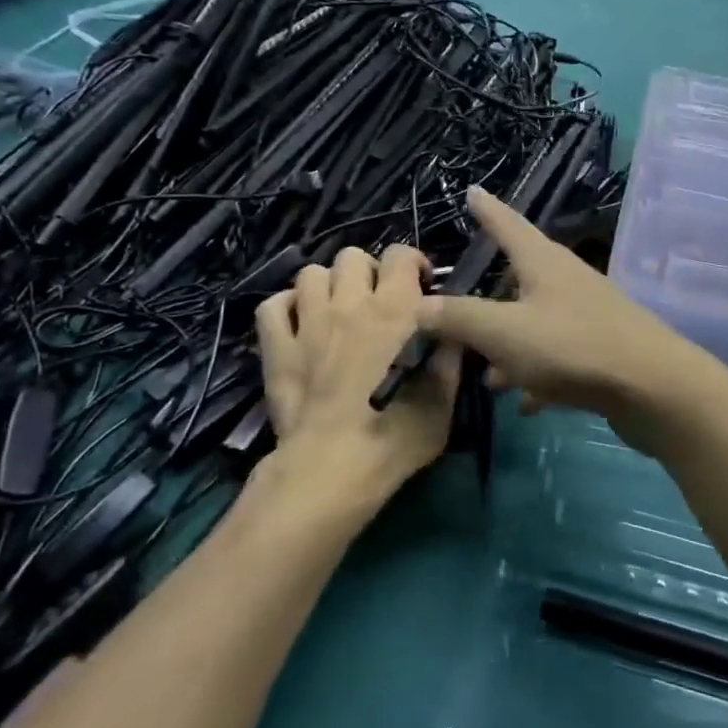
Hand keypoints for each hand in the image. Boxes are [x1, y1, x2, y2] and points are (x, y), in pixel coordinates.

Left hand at [254, 245, 458, 513]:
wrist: (328, 471)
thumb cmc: (391, 441)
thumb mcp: (440, 407)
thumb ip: (449, 364)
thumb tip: (454, 336)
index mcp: (393, 312)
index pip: (400, 256)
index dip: (412, 265)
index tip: (420, 290)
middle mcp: (348, 304)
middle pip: (353, 257)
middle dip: (368, 272)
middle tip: (377, 303)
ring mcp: (307, 323)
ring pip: (311, 273)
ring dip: (327, 286)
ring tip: (337, 311)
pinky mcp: (276, 347)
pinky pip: (273, 305)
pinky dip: (287, 307)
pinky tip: (299, 325)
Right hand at [417, 188, 718, 453]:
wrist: (654, 389)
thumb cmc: (573, 347)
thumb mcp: (504, 332)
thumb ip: (460, 318)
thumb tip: (420, 305)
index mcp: (543, 263)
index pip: (507, 224)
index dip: (486, 209)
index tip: (472, 190)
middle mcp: (567, 281)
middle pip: (520, 277)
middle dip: (489, 297)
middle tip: (461, 310)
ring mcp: (588, 315)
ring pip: (536, 322)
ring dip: (510, 345)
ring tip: (487, 376)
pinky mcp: (603, 350)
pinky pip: (558, 356)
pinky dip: (537, 374)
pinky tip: (526, 403)